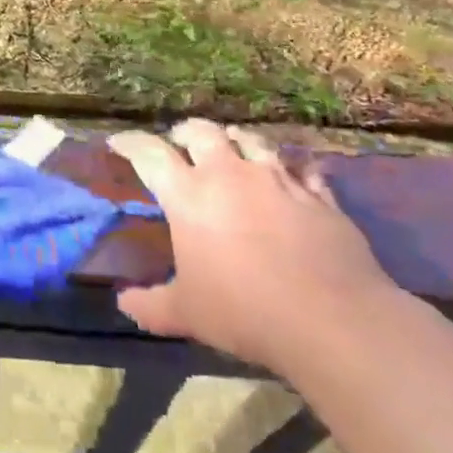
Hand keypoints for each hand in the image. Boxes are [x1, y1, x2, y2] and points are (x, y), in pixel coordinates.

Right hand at [108, 120, 400, 376]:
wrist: (334, 320)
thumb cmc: (245, 311)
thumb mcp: (186, 314)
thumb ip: (150, 305)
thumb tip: (123, 303)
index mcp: (188, 195)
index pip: (149, 153)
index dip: (130, 143)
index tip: (118, 142)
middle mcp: (229, 175)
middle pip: (201, 132)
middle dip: (185, 133)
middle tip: (179, 143)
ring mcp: (277, 180)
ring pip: (251, 140)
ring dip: (234, 141)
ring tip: (231, 150)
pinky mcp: (318, 196)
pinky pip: (302, 168)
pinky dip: (290, 168)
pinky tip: (291, 176)